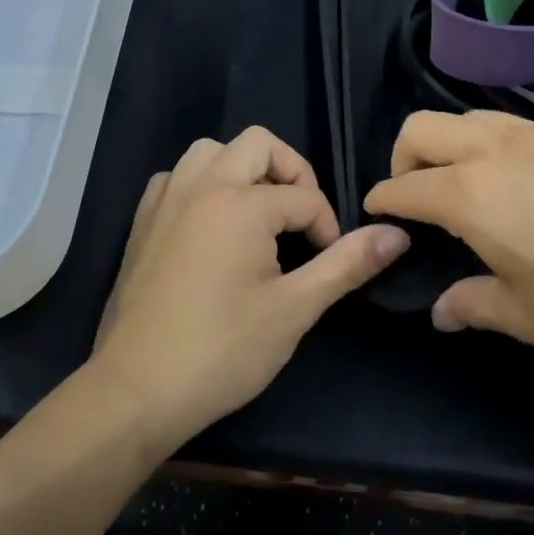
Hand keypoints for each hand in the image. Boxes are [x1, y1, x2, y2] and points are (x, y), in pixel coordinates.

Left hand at [92, 127, 410, 445]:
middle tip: (300, 220)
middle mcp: (201, 185)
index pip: (304, 197)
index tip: (327, 265)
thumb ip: (346, 264)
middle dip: (291, 173)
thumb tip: (397, 234)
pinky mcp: (142, 220)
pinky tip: (211, 225)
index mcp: (241, 203)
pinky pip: (177, 177)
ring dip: (242, 169)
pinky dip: (201, 184)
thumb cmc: (222, 350)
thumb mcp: (295, 309)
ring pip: (210, 151)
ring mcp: (165, 199)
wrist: (136, 390)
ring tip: (259, 215)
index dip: (328, 229)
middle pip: (258, 144)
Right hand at [363, 111, 533, 373]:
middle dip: (403, 156)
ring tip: (468, 185)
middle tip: (415, 195)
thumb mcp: (532, 318)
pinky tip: (525, 183)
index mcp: (472, 195)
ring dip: (450, 143)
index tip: (375, 213)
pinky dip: (495, 144)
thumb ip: (476, 305)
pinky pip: (514, 125)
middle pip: (423, 128)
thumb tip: (443, 311)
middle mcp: (497, 150)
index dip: (382, 200)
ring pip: (470, 117)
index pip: (405, 186)